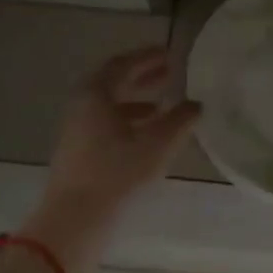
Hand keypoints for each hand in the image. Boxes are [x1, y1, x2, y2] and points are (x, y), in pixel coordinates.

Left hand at [40, 46, 201, 226]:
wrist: (76, 218)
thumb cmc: (117, 173)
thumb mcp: (157, 144)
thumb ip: (180, 120)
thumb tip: (196, 105)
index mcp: (95, 94)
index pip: (122, 64)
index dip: (147, 57)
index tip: (169, 54)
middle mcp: (81, 106)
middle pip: (113, 83)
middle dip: (142, 77)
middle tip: (168, 73)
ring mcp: (76, 130)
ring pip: (109, 106)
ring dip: (136, 101)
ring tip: (162, 106)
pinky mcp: (77, 152)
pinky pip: (104, 125)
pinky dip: (127, 122)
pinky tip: (145, 137)